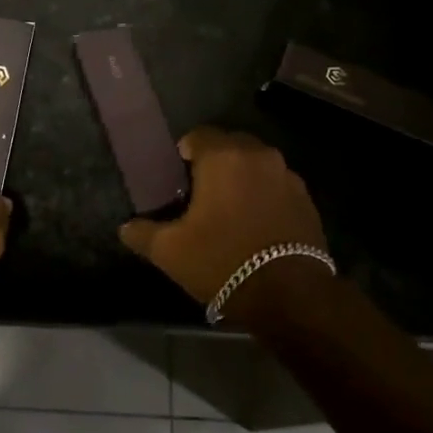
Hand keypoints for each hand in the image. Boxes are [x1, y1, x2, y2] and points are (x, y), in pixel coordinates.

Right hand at [119, 127, 329, 320]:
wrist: (289, 296)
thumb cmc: (222, 262)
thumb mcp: (170, 251)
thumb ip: (142, 233)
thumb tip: (125, 227)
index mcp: (223, 157)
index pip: (197, 136)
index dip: (183, 154)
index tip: (176, 180)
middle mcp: (259, 156)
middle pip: (230, 146)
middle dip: (214, 163)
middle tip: (199, 194)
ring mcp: (288, 177)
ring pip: (256, 165)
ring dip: (242, 178)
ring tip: (229, 210)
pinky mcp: (307, 200)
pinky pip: (276, 186)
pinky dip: (264, 196)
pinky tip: (254, 224)